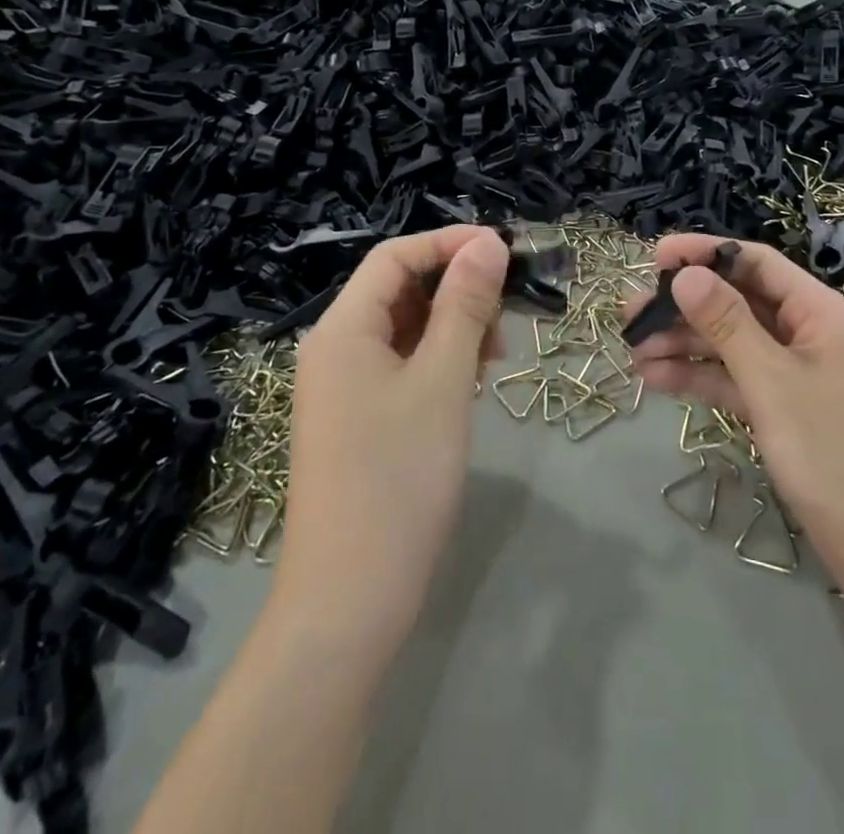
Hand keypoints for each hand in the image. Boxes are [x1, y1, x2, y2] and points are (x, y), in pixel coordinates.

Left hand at [276, 226, 508, 644]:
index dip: (449, 243)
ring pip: (406, 329)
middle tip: (508, 313)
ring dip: (453, 326)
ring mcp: (344, 387)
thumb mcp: (443, 380)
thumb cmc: (399, 477)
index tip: (505, 250)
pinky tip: (470, 382)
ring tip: (495, 355)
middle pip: (400, 290)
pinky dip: (439, 361)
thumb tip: (488, 242)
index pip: (395, 256)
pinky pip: (402, 365)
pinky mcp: (358, 418)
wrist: (350, 600)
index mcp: (342, 329)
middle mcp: (335, 348)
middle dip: (456, 288)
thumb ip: (465, 305)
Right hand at [629, 235, 843, 621]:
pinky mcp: (785, 411)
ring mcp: (796, 375)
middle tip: (629, 313)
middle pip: (738, 303)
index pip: (757, 264)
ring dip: (684, 345)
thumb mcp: (775, 384)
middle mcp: (809, 334)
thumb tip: (685, 274)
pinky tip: (657, 379)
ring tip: (632, 350)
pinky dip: (700, 379)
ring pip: (732, 344)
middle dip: (685, 306)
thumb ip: (728, 324)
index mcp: (821, 313)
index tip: (655, 257)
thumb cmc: (838, 458)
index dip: (706, 254)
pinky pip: (736, 381)